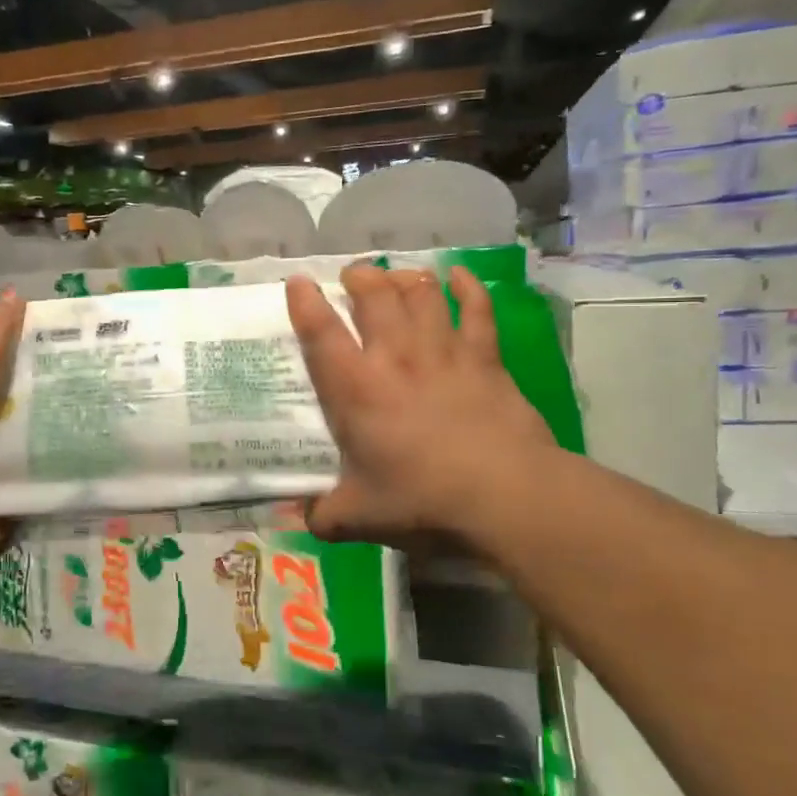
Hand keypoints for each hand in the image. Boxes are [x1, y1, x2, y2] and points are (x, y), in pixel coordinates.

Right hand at [285, 266, 556, 549]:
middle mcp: (395, 356)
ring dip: (404, 279)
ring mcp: (443, 351)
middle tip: (353, 277)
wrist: (504, 496)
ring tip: (395, 277)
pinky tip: (458, 276)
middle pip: (374, 295)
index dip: (305, 302)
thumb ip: (320, 515)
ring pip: (421, 294)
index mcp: (355, 388)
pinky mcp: (485, 357)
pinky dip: (467, 288)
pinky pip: (476, 309)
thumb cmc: (421, 500)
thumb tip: (292, 519)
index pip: (320, 332)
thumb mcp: (358, 518)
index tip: (298, 282)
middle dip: (359, 277)